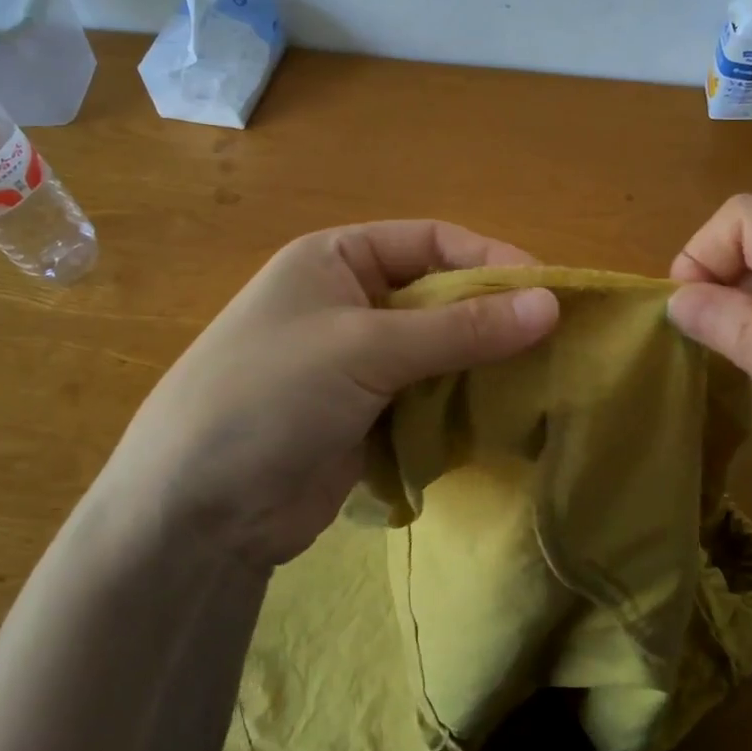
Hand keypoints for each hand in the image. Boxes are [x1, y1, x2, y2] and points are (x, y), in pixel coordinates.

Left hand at [93, 221, 558, 570]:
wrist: (196, 510)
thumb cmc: (272, 395)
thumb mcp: (367, 347)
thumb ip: (461, 328)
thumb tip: (551, 304)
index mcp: (337, 259)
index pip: (431, 240)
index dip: (490, 258)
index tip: (548, 291)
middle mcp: (350, 301)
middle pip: (440, 296)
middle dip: (492, 318)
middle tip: (555, 344)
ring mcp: (357, 363)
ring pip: (440, 352)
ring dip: (482, 367)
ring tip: (539, 384)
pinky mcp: (366, 417)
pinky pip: (427, 399)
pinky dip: (460, 407)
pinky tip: (499, 421)